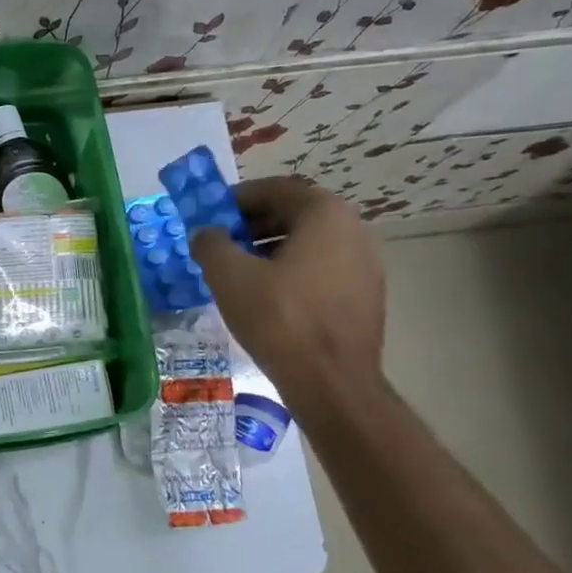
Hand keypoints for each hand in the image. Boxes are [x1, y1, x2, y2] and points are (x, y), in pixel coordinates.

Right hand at [189, 177, 384, 403]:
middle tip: (220, 246)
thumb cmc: (280, 319)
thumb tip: (206, 234)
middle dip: (252, 226)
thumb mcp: (229, 276)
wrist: (332, 383)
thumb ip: (211, 244)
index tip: (210, 217)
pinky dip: (291, 274)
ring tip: (238, 275)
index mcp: (324, 214)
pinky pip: (321, 271)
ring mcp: (365, 266)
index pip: (275, 189)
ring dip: (269, 251)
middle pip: (293, 215)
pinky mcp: (365, 297)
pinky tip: (267, 300)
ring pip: (308, 245)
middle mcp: (353, 230)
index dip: (236, 199)